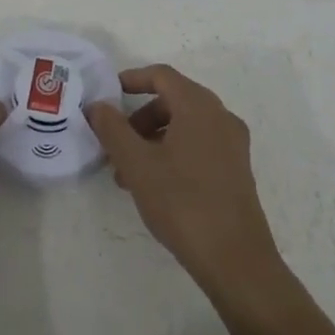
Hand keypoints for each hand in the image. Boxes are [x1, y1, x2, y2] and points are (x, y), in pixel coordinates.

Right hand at [86, 65, 284, 297]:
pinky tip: (153, 186)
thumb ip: (113, 129)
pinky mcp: (236, 169)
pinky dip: (172, 152)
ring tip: (127, 173)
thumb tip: (97, 106)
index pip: (162, 76)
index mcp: (199, 106)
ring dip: (153, 139)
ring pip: (185, 126)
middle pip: (173, 100)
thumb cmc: (182, 202)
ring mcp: (232, 144)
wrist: (235, 259)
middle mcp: (220, 117)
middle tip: (116, 143)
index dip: (132, 79)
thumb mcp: (137, 164)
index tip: (108, 95)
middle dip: (139, 117)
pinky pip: (198, 145)